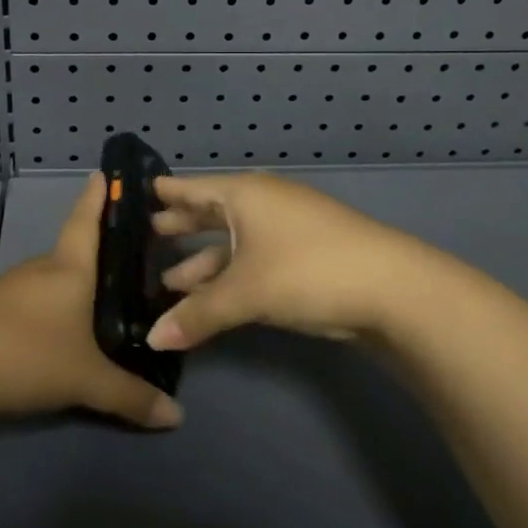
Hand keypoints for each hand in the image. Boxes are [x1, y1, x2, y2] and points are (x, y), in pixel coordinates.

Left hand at [0, 173, 182, 429]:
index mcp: (68, 268)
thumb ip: (130, 397)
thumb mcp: (85, 380)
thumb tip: (177, 415)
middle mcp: (40, 269)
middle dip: (96, 256)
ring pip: (50, 280)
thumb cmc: (24, 353)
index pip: (86, 221)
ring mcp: (9, 287)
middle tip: (126, 264)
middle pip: (72, 253)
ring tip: (96, 304)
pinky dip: (47, 308)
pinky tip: (54, 332)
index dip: (97, 196)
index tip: (104, 171)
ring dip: (70, 287)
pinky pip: (29, 301)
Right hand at [145, 172, 448, 351]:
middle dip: (181, 227)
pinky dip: (229, 276)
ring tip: (168, 280)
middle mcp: (261, 204)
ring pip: (232, 243)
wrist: (392, 288)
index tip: (136, 193)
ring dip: (203, 262)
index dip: (165, 192)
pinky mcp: (302, 257)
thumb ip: (197, 314)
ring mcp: (285, 230)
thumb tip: (152, 339)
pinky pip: (252, 260)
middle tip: (146, 235)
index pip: (192, 188)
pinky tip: (211, 297)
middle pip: (211, 213)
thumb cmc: (307, 270)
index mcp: (244, 195)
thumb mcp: (246, 292)